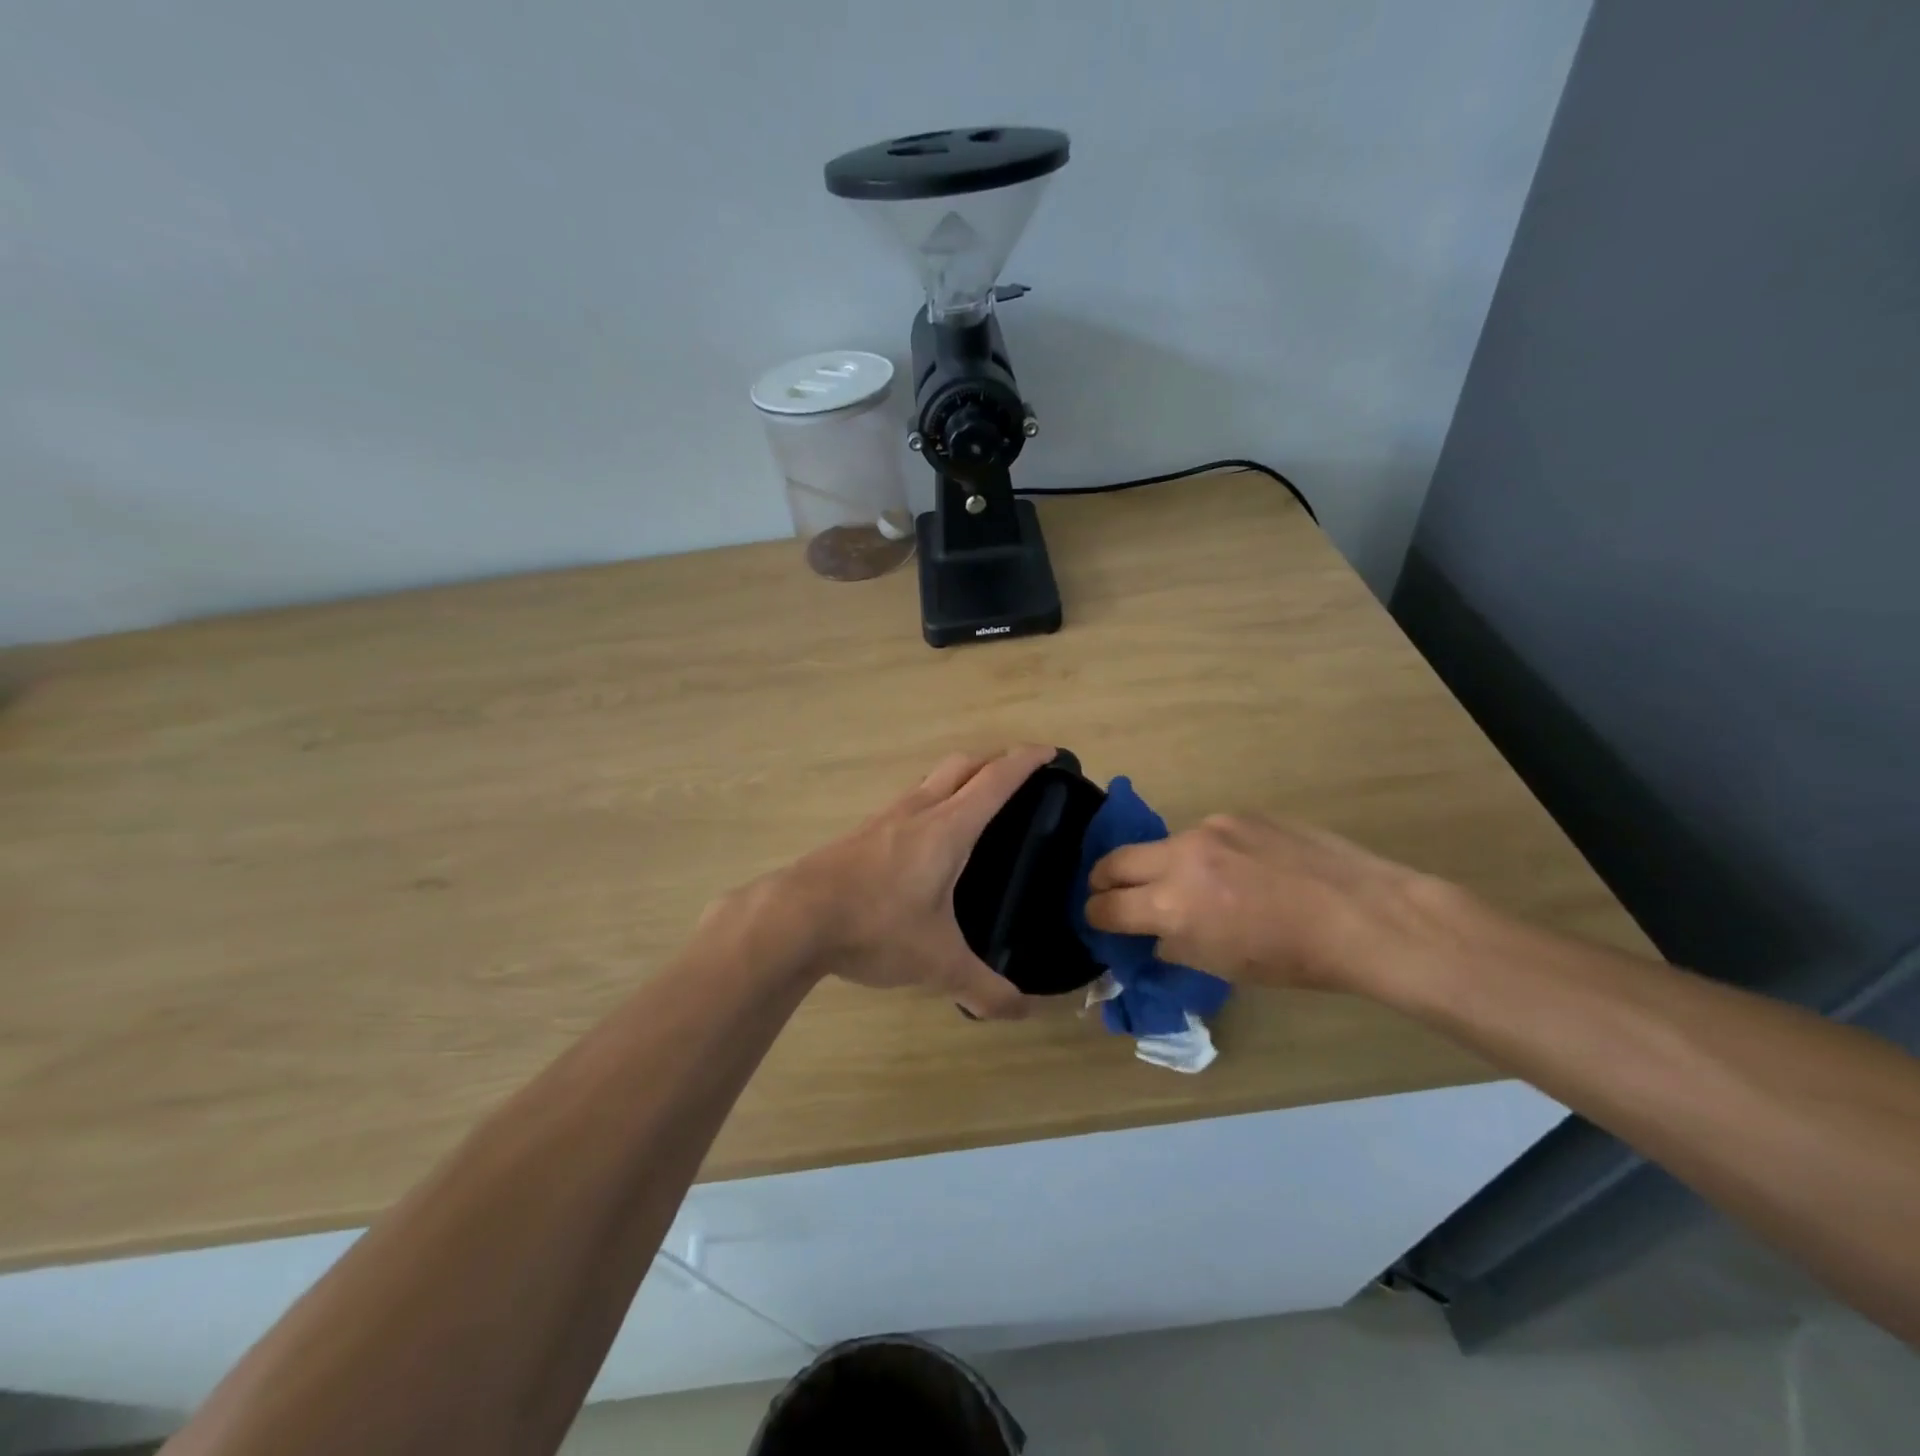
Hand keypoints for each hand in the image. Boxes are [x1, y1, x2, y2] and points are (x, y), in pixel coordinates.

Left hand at [739, 745, 1056, 1018]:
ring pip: (930, 780)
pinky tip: (925, 838)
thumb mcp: (937, 963)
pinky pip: (906, 802)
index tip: (1050, 751)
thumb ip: (984, 989)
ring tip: (975, 804)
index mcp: (947, 828)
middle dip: (994, 761)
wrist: (793, 918)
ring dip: (958, 778)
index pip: (996, 780)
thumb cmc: (875, 927)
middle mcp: (917, 811)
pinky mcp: (860, 834)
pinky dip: (929, 801)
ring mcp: (884, 818)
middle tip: (1017, 777)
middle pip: (962, 765)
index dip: (1026, 761)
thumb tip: (1022, 1013)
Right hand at [1084, 813, 1443, 991]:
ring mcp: (1209, 829)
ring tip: (1198, 885)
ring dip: (1162, 866)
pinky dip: (1206, 854)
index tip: (1100, 920)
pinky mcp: (1237, 814)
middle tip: (1114, 895)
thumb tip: (1151, 933)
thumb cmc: (1293, 958)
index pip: (1106, 906)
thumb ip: (1173, 943)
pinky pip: (1204, 834)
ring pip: (1162, 846)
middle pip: (1113, 861)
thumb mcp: (1221, 966)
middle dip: (1104, 881)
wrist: (1363, 915)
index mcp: (1173, 905)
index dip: (1096, 916)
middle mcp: (1180, 857)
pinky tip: (1242, 869)